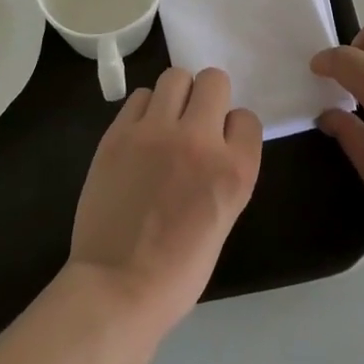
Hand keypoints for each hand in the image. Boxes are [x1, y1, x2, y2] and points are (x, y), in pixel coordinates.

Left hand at [68, 67, 262, 335]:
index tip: (221, 145)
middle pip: (214, 80)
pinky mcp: (119, 133)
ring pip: (175, 76)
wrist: (117, 287)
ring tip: (165, 122)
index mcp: (234, 170)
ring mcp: (155, 132)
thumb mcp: (224, 218)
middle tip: (195, 121)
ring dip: (176, 95)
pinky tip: (140, 135)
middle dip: (208, 97)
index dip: (234, 129)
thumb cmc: (178, 270)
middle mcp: (199, 140)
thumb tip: (212, 142)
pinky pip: (139, 96)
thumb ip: (224, 171)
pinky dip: (144, 110)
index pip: (247, 118)